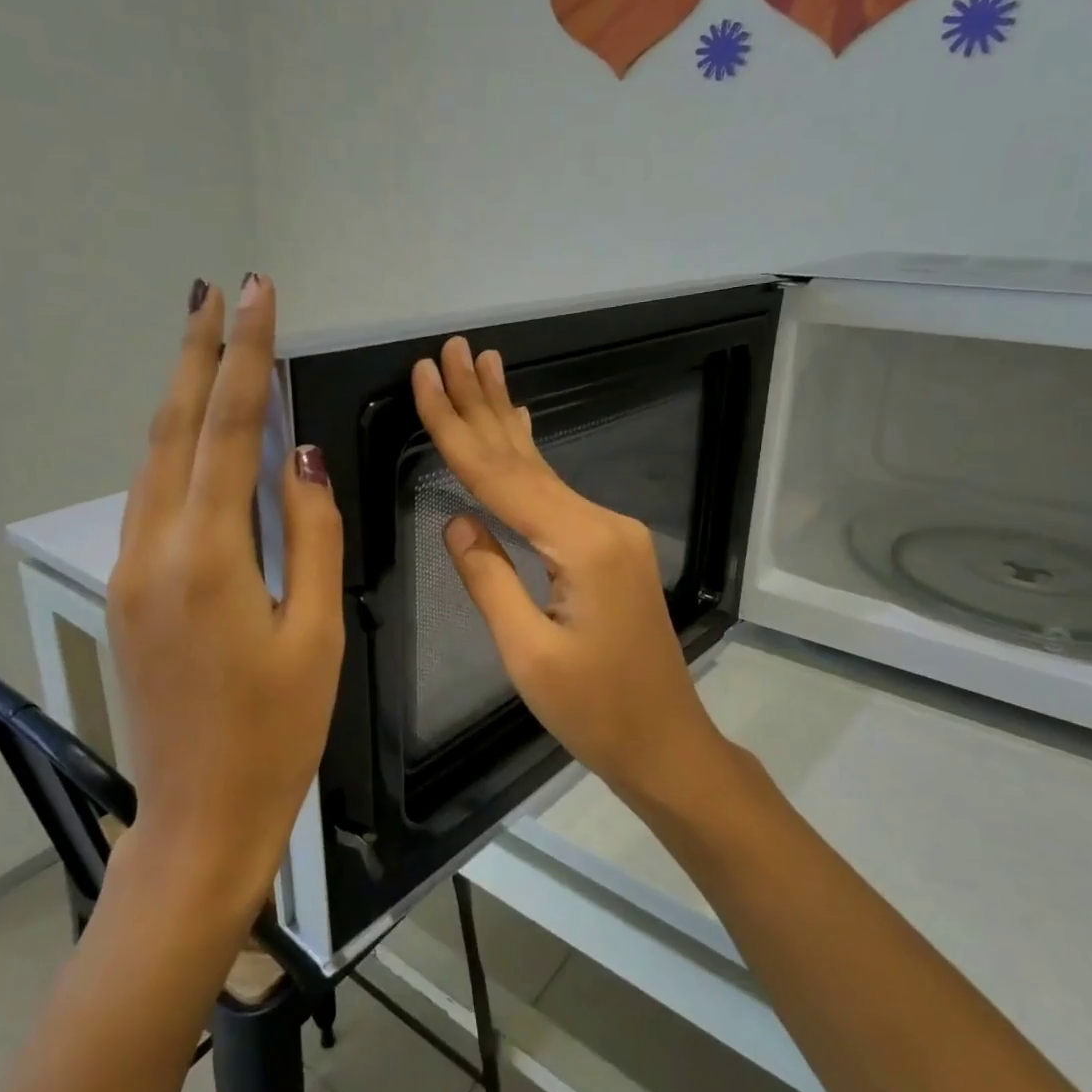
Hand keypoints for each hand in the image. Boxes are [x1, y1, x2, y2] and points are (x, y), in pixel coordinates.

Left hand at [106, 274, 343, 916]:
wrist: (201, 813)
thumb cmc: (278, 729)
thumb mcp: (315, 630)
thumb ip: (308, 534)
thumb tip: (298, 457)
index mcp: (208, 556)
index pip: (228, 428)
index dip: (245, 356)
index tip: (255, 295)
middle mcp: (154, 548)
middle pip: (173, 427)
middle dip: (197, 352)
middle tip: (216, 290)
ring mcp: (132, 569)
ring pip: (153, 459)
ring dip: (180, 395)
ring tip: (206, 341)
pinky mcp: (130, 589)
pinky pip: (151, 498)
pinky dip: (174, 448)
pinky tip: (194, 432)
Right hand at [411, 337, 724, 803]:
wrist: (667, 742)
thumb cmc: (596, 712)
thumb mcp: (528, 653)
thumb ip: (488, 578)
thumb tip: (456, 520)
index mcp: (581, 545)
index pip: (500, 478)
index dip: (455, 428)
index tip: (425, 378)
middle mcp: (601, 523)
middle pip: (524, 457)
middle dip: (481, 403)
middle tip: (453, 349)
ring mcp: (611, 533)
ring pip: (542, 469)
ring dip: (505, 418)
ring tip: (484, 366)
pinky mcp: (610, 548)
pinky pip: (557, 493)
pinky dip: (530, 457)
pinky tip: (523, 424)